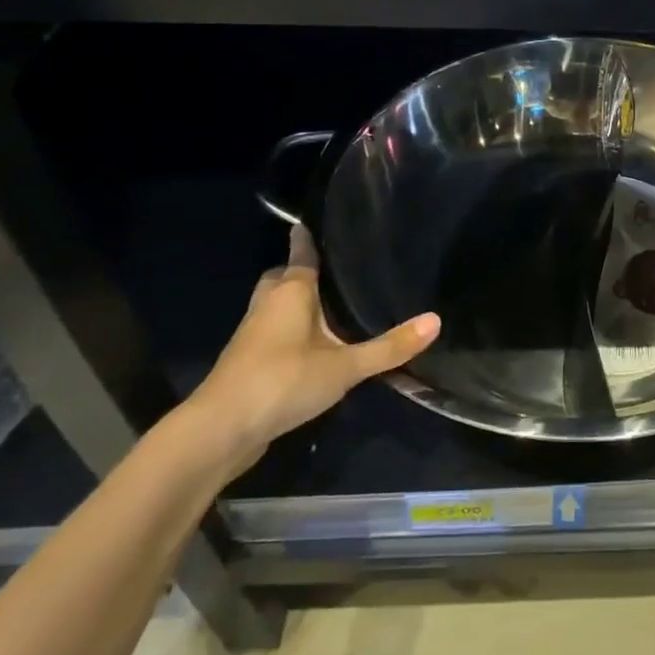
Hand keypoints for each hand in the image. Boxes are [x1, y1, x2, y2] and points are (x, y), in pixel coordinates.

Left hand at [185, 225, 438, 470]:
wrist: (219, 432)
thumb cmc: (281, 382)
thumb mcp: (344, 367)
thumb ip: (389, 347)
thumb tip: (436, 321)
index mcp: (290, 292)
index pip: (301, 253)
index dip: (308, 237)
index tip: (316, 221)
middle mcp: (267, 306)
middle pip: (281, 278)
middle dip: (299, 272)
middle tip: (332, 271)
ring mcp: (252, 336)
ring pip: (273, 307)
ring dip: (293, 304)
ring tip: (329, 307)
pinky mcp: (247, 364)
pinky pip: (271, 334)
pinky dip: (288, 332)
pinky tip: (312, 347)